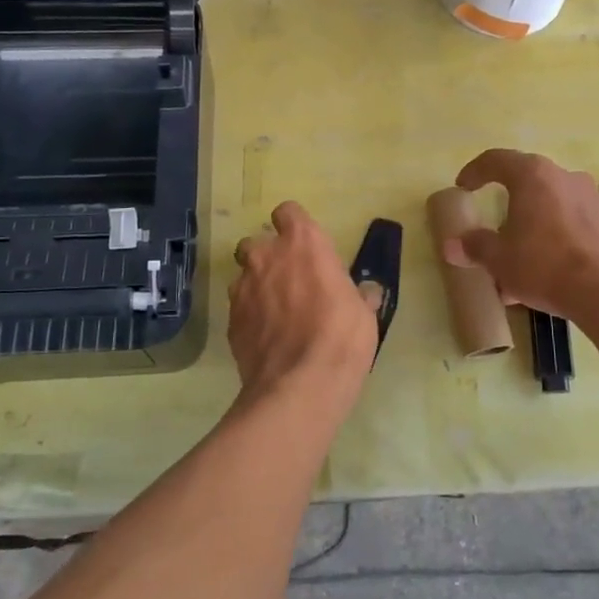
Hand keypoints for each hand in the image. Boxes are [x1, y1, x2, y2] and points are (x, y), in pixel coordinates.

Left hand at [228, 201, 377, 418]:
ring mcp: (243, 287)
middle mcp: (267, 256)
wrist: (300, 386)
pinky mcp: (231, 319)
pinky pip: (239, 307)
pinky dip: (250, 315)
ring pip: (243, 275)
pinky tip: (266, 337)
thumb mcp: (364, 314)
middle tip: (288, 280)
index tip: (305, 246)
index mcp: (304, 243)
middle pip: (256, 242)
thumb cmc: (342, 337)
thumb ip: (359, 295)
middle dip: (267, 256)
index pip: (288, 212)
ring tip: (275, 312)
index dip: (294, 226)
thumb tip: (367, 292)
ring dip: (256, 286)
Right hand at [444, 150, 598, 318]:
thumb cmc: (545, 264)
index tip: (463, 187)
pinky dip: (557, 239)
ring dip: (534, 227)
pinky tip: (550, 271)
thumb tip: (452, 245)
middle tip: (494, 230)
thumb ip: (474, 247)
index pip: (496, 160)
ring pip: (552, 207)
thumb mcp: (499, 259)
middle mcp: (565, 177)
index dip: (475, 171)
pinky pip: (573, 225)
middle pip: (528, 183)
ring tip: (521, 261)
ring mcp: (592, 199)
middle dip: (508, 206)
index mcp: (533, 176)